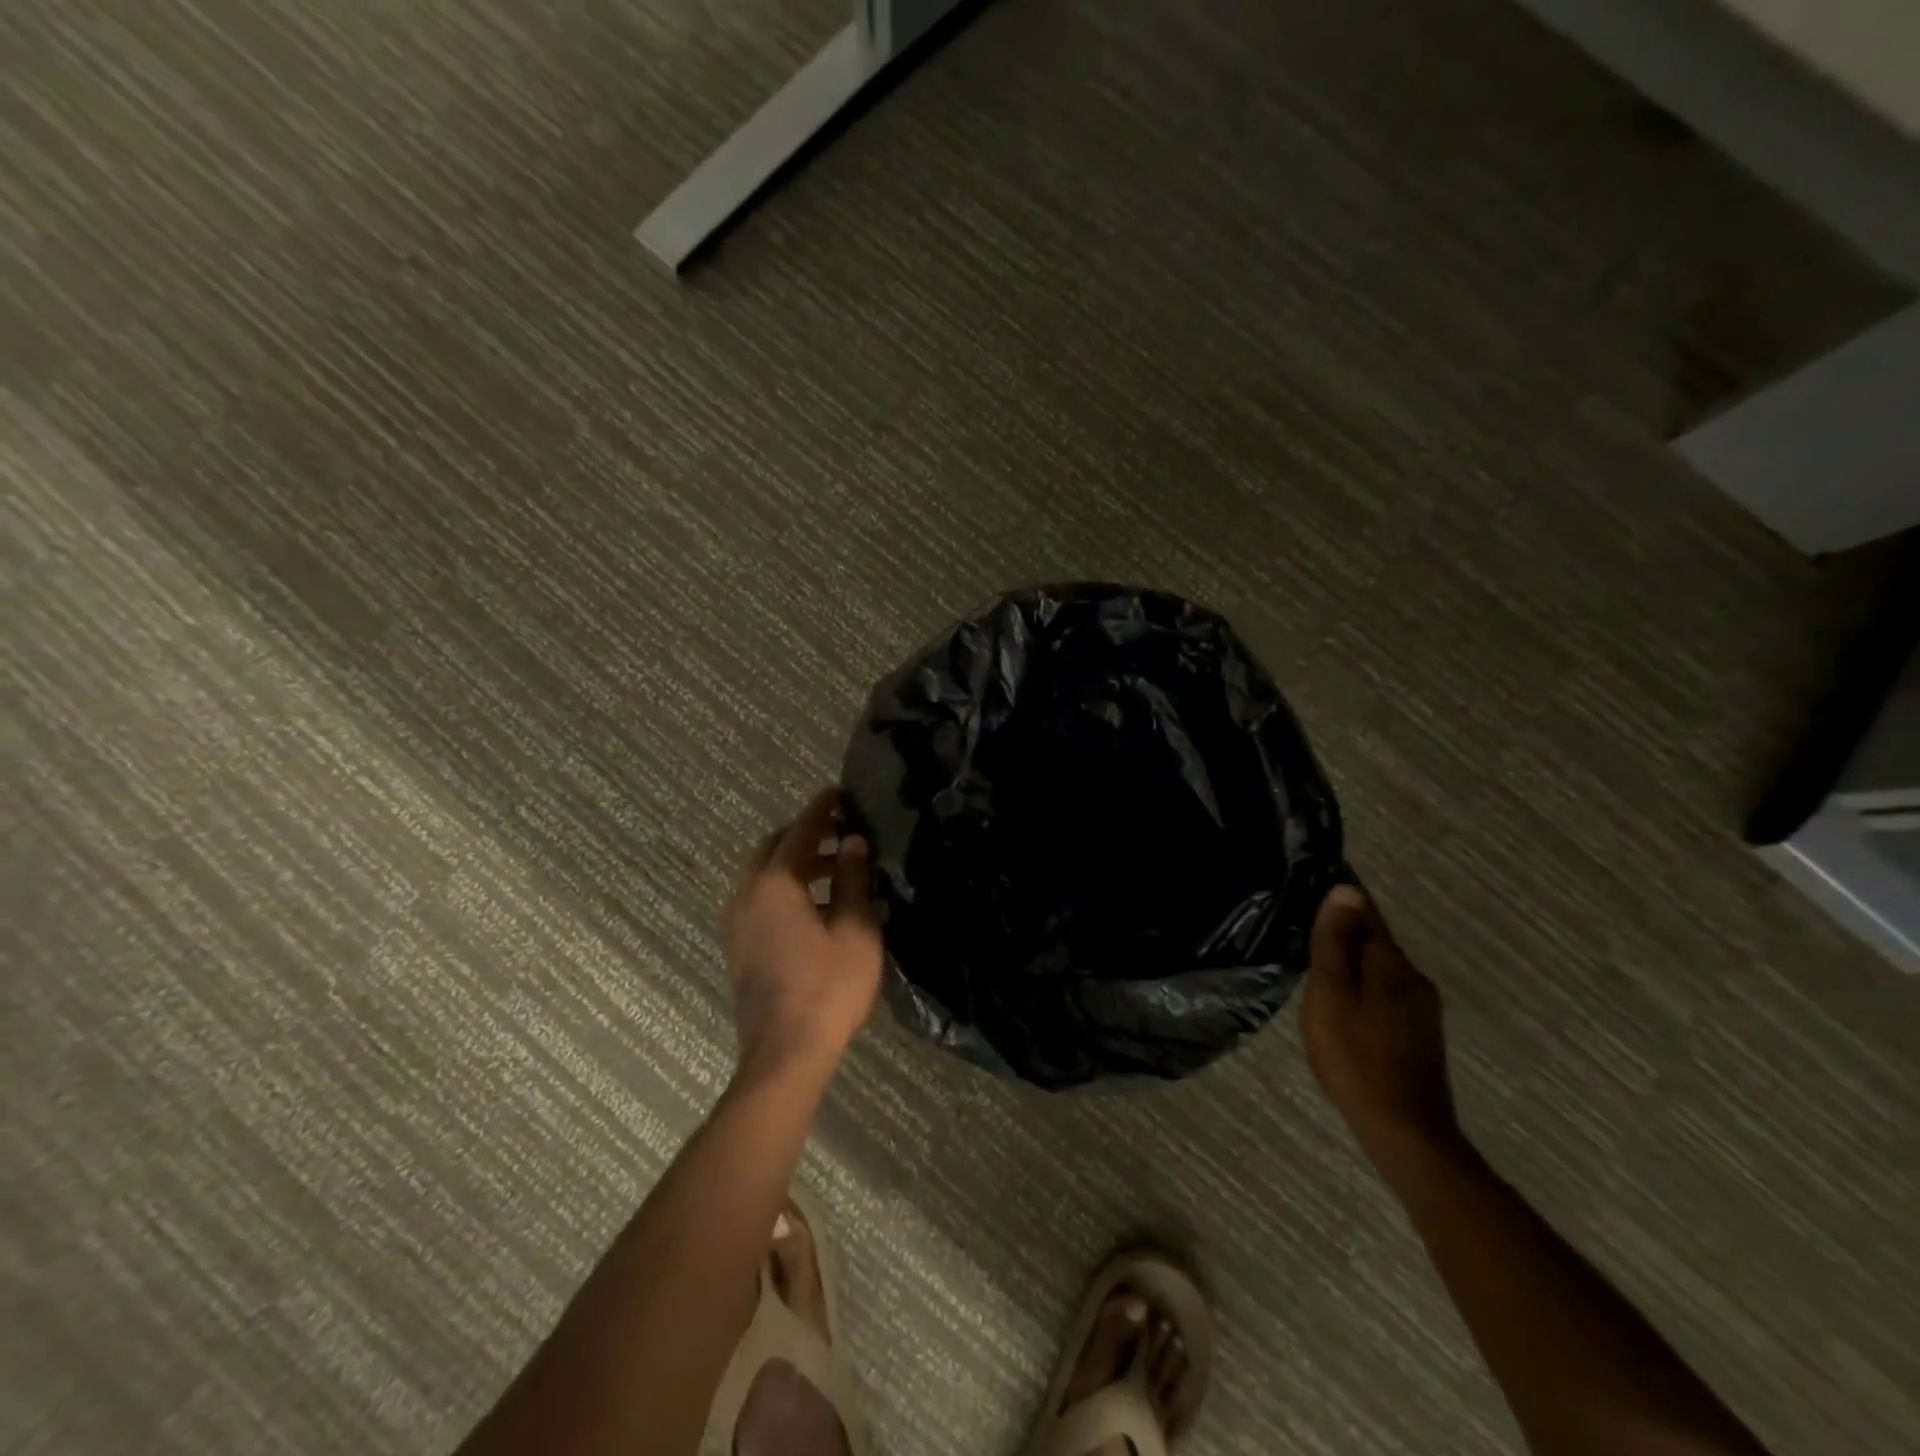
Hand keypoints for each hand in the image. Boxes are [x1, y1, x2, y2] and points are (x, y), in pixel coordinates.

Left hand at [723, 787, 883, 1084]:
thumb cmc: (829, 987)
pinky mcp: (738, 948)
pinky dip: (783, 890)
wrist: (785, 1054)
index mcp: (775, 884)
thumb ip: (852, 880)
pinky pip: (759, 901)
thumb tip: (852, 842)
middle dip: (804, 836)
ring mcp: (737, 923)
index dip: (820, 810)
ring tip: (834, 872)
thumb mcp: (855, 929)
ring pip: (763, 876)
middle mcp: (747, 895)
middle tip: (840, 834)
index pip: (799, 832)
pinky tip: (813, 909)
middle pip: (773, 849)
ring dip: (794, 865)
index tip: (837, 792)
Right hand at [1300, 884, 1460, 1165]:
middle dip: (1344, 931)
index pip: (1367, 912)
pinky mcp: (1418, 1033)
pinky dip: (1360, 985)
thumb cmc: (1356, 1056)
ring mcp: (1420, 1009)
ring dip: (1351, 960)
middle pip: (1374, 940)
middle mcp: (1413, 978)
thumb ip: (1335, 943)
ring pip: (1378, 968)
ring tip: (1317, 964)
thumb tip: (1346, 890)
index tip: (1314, 883)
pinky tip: (1341, 1001)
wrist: (1405, 1131)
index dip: (1343, 898)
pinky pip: (1383, 991)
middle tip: (1305, 927)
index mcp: (1392, 964)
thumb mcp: (1332, 994)